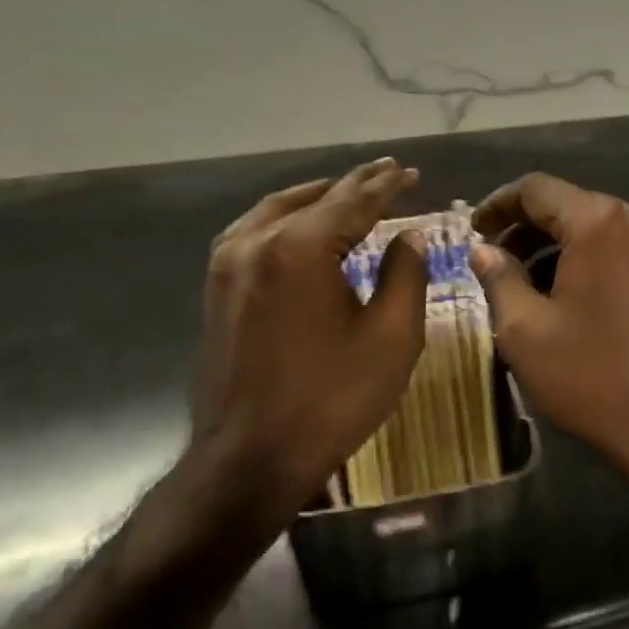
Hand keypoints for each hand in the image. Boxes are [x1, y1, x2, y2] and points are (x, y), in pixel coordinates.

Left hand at [188, 158, 427, 533]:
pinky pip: (254, 231)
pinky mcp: (216, 287)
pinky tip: (302, 225)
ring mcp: (227, 263)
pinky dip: (287, 218)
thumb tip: (408, 236)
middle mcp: (256, 242)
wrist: (250, 458)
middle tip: (388, 171)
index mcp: (301, 249)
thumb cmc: (332, 399)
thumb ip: (405, 274)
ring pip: (278, 209)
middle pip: (315, 199)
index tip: (411, 172)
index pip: (354, 201)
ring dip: (318, 197)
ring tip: (350, 190)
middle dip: (355, 184)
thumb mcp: (392, 337)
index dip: (388, 186)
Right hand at [470, 174, 628, 504]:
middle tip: (496, 264)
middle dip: (529, 231)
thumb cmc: (596, 379)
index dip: (498, 205)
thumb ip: (499, 278)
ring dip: (563, 249)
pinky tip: (578, 299)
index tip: (474, 231)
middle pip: (573, 207)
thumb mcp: (526, 332)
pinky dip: (596, 263)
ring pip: (603, 231)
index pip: (537, 189)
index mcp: (602, 222)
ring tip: (532, 288)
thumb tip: (484, 250)